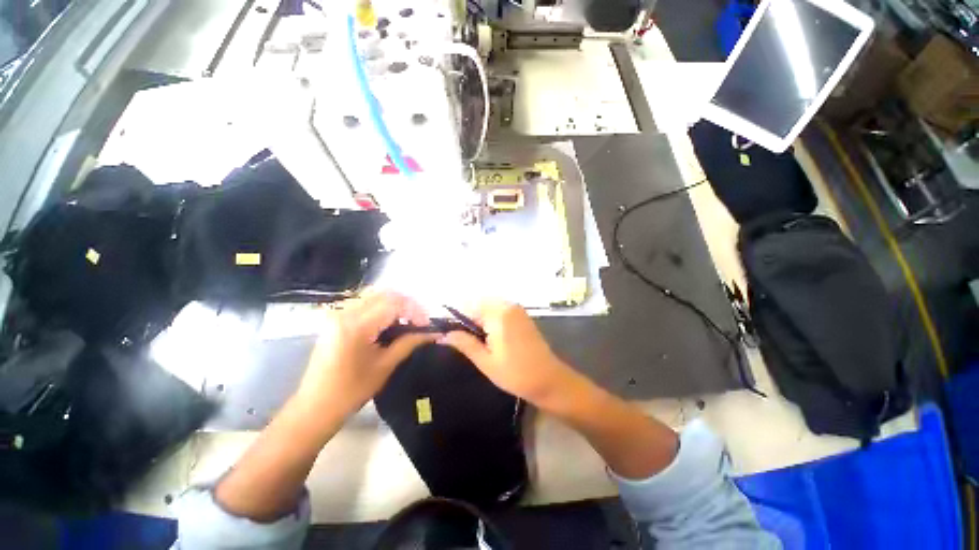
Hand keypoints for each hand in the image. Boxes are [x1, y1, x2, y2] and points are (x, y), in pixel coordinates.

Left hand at [296, 290, 436, 418]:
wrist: (314, 407)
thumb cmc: (351, 391)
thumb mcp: (385, 366)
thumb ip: (409, 343)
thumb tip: (433, 333)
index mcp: (356, 326)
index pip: (394, 303)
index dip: (415, 310)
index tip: (427, 324)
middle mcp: (345, 312)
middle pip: (385, 294)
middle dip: (408, 304)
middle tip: (420, 321)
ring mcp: (338, 313)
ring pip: (375, 295)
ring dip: (396, 304)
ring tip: (408, 321)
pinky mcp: (336, 318)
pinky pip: (365, 303)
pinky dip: (383, 307)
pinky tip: (391, 322)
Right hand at [442, 301, 575, 406]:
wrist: (549, 380)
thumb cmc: (516, 373)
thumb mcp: (485, 361)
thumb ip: (464, 343)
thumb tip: (443, 335)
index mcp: (498, 313)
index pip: (468, 307)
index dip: (455, 320)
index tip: (447, 334)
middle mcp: (508, 305)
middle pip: (478, 305)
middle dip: (468, 320)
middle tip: (461, 341)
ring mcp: (517, 309)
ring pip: (488, 308)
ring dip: (479, 321)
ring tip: (476, 342)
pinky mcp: (521, 316)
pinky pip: (499, 312)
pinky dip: (490, 321)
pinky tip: (490, 339)